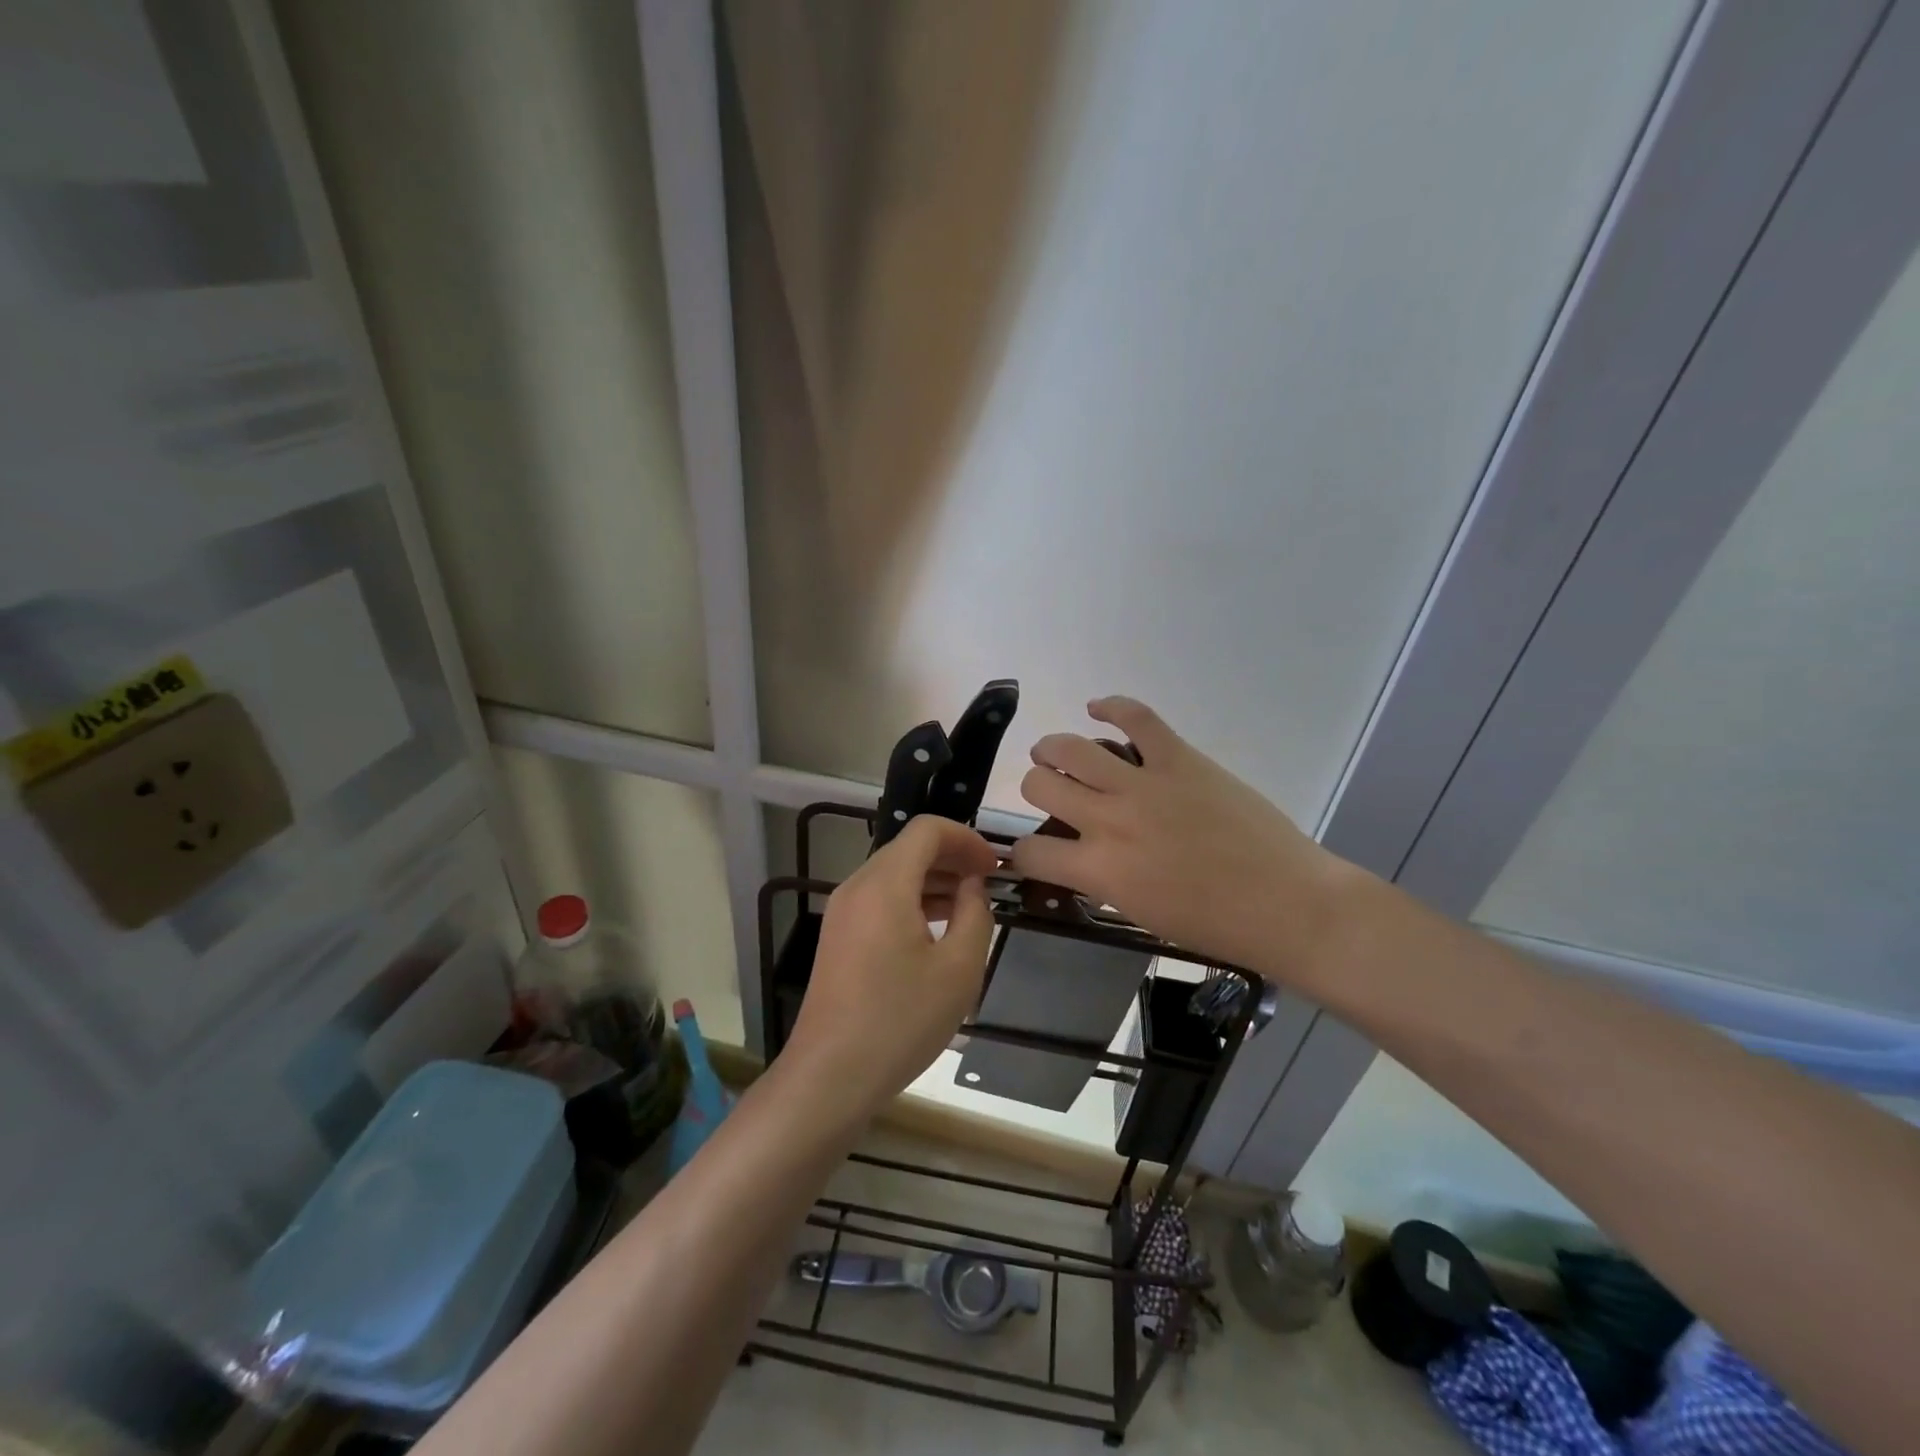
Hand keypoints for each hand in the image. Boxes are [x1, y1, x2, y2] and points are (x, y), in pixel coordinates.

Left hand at [788, 815, 998, 1118]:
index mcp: (885, 884)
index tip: (995, 868)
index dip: (966, 838)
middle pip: (909, 848)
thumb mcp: (958, 969)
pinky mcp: (838, 936)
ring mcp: (843, 912)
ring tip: (970, 906)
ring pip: (894, 874)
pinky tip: (937, 930)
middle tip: (989, 884)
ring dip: (934, 880)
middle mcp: (858, 887)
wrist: (829, 1076)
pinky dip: (912, 900)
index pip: (927, 829)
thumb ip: (975, 914)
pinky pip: (880, 899)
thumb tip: (973, 886)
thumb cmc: (900, 1021)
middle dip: (952, 857)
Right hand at [1008, 697, 1366, 986]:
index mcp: (1100, 870)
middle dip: (1036, 787)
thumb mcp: (1139, 912)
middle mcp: (1109, 820)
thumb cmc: (1215, 924)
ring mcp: (1144, 783)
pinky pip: (1136, 717)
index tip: (1034, 850)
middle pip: (1039, 783)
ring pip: (1070, 747)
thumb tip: (1081, 854)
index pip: (1031, 850)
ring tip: (1057, 753)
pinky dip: (1111, 707)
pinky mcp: (1180, 758)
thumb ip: (1101, 878)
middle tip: (1052, 792)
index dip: (1023, 852)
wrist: (1287, 903)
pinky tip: (1099, 710)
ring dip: (1053, 749)